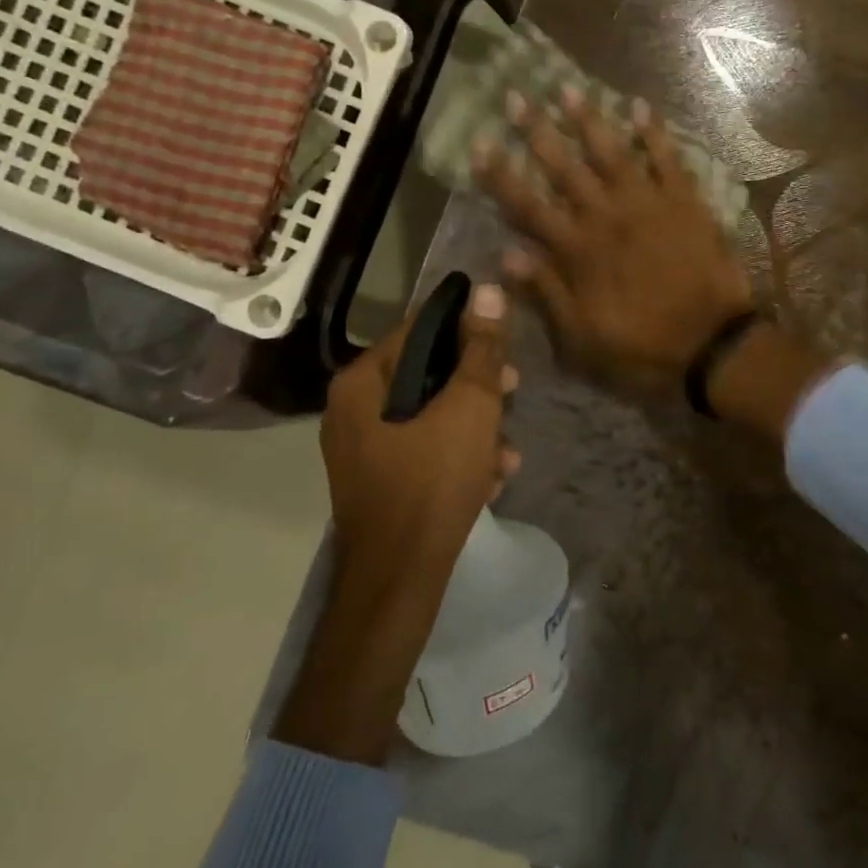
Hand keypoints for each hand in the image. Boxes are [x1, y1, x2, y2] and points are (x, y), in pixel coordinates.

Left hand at [320, 281, 520, 571]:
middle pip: (428, 373)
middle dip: (478, 386)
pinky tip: (492, 479)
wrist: (401, 577)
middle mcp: (354, 409)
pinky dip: (459, 457)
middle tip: (514, 390)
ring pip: (433, 415)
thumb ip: (481, 348)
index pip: (420, 328)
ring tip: (508, 453)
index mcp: (363, 382)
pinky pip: (425, 450)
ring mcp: (364, 448)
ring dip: (477, 428)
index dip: (468, 329)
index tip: (505, 343)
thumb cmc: (433, 479)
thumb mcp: (470, 406)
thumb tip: (488, 290)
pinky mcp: (381, 481)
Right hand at [475, 86, 755, 391]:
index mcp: (579, 251)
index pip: (529, 206)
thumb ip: (547, 292)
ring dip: (589, 120)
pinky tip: (640, 106)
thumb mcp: (583, 337)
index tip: (480, 143)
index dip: (501, 175)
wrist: (713, 344)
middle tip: (516, 96)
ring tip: (569, 89)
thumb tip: (507, 255)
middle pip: (565, 168)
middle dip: (537, 131)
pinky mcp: (685, 202)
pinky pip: (667, 159)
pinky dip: (654, 132)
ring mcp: (648, 204)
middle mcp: (607, 217)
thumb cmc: (643, 347)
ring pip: (612, 153)